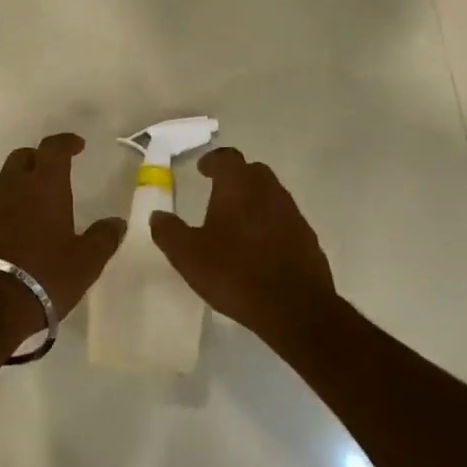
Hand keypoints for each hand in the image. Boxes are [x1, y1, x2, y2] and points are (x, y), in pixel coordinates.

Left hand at [0, 132, 125, 349]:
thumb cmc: (43, 277)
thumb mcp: (85, 263)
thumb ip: (103, 238)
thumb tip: (117, 222)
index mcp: (45, 186)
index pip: (54, 148)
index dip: (66, 142)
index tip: (77, 145)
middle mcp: (11, 185)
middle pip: (22, 157)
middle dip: (37, 160)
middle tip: (49, 175)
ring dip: (12, 184)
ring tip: (22, 204)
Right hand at [149, 148, 335, 346]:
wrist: (296, 308)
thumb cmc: (235, 272)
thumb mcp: (188, 255)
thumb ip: (169, 232)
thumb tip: (158, 215)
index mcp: (238, 185)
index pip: (226, 158)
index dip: (212, 161)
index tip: (202, 170)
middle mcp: (268, 190)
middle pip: (252, 172)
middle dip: (235, 178)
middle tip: (218, 194)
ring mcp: (292, 213)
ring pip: (270, 195)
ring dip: (254, 201)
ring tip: (237, 223)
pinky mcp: (308, 238)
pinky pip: (284, 221)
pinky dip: (270, 224)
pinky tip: (260, 248)